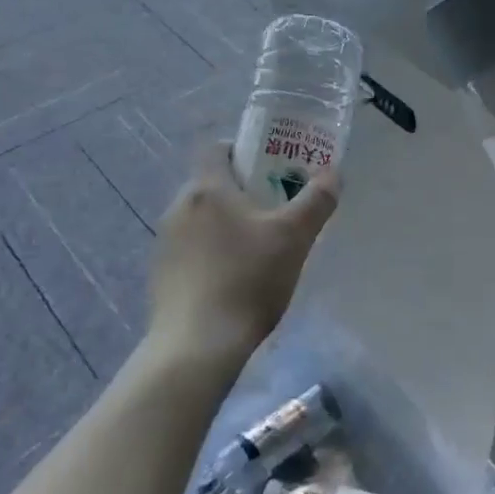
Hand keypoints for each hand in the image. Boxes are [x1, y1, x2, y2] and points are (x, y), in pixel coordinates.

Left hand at [148, 144, 339, 370]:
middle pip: (213, 183)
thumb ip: (317, 200)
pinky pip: (192, 247)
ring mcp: (165, 242)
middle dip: (243, 190)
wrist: (198, 345)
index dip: (244, 149)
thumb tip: (333, 172)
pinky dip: (212, 250)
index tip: (271, 166)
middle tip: (276, 208)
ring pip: (202, 217)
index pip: (218, 148)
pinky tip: (235, 277)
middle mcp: (179, 207)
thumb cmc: (248, 279)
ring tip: (260, 246)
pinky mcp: (161, 273)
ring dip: (227, 222)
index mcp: (207, 189)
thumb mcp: (295, 238)